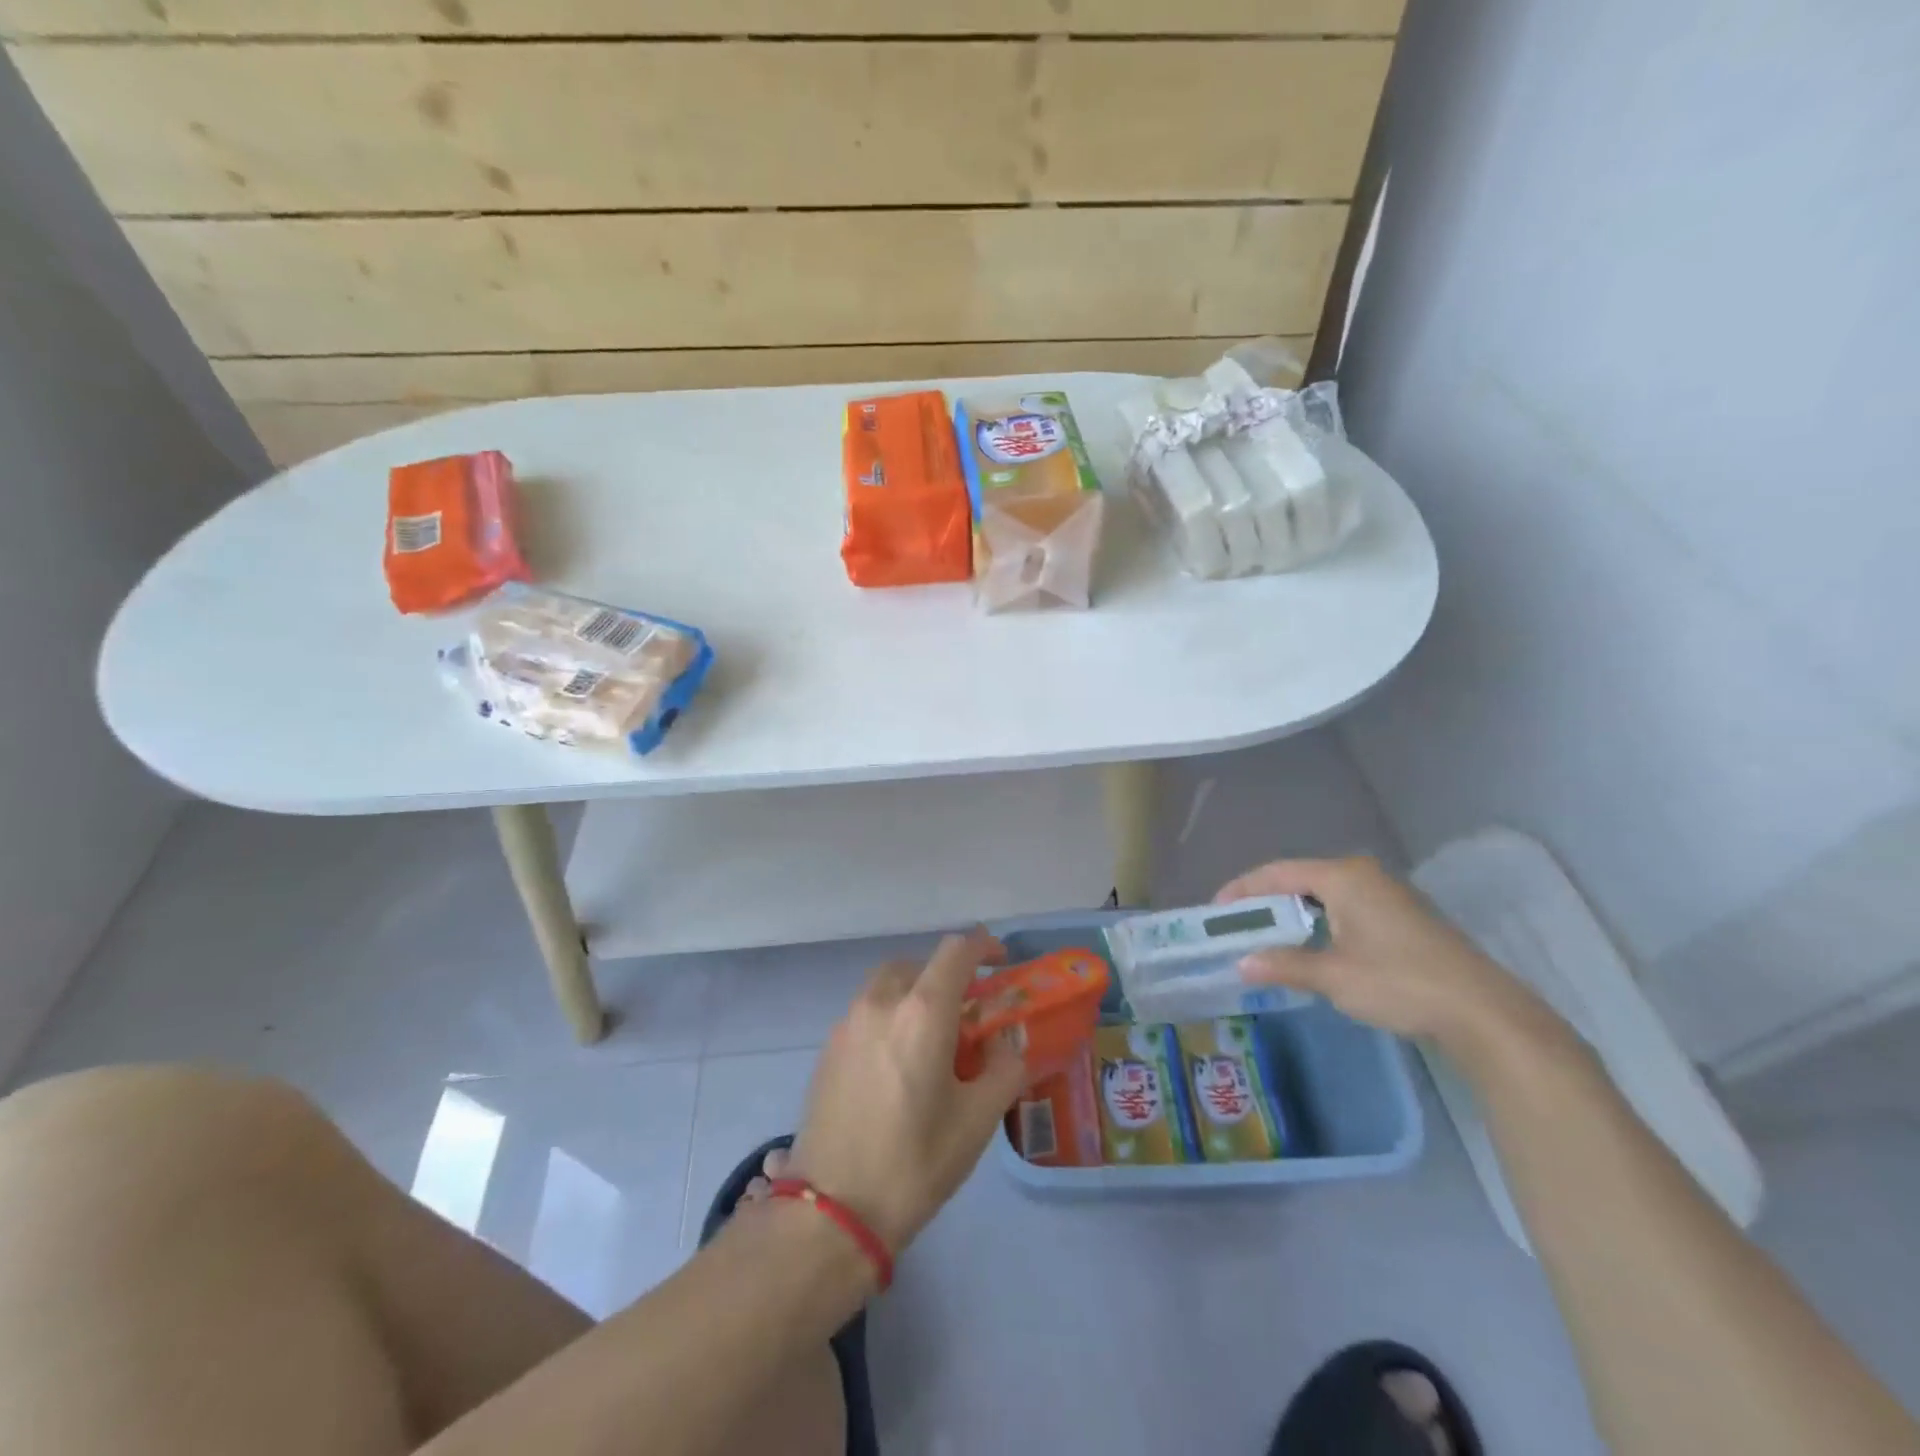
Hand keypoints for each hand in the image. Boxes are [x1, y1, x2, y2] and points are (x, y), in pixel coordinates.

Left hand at [787, 929, 1027, 1256]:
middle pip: (919, 963)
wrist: (832, 1210)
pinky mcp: (828, 1047)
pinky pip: (867, 1010)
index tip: (1000, 960)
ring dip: (914, 992)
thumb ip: (1003, 1069)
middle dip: (947, 975)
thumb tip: (1006, 1045)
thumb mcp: (977, 1121)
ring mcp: (848, 1022)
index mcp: (922, 1011)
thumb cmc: (914, 1162)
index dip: (982, 945)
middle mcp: (882, 1002)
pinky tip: (898, 1062)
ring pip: (888, 984)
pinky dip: (890, 1015)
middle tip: (968, 1010)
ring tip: (932, 1036)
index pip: (956, 951)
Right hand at [1217, 857, 1567, 1059]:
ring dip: (1294, 914)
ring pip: (1324, 895)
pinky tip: (1312, 947)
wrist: (1482, 1011)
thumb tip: (1242, 964)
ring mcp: (1387, 894)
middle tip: (1238, 924)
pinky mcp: (1403, 916)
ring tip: (1267, 936)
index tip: (1216, 909)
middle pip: (1300, 879)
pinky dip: (1319, 922)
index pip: (1277, 872)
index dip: (1243, 889)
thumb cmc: (1398, 982)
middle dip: (1266, 901)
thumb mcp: (1333, 976)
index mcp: (1343, 877)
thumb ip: (1284, 965)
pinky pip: (1345, 908)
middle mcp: (1363, 875)